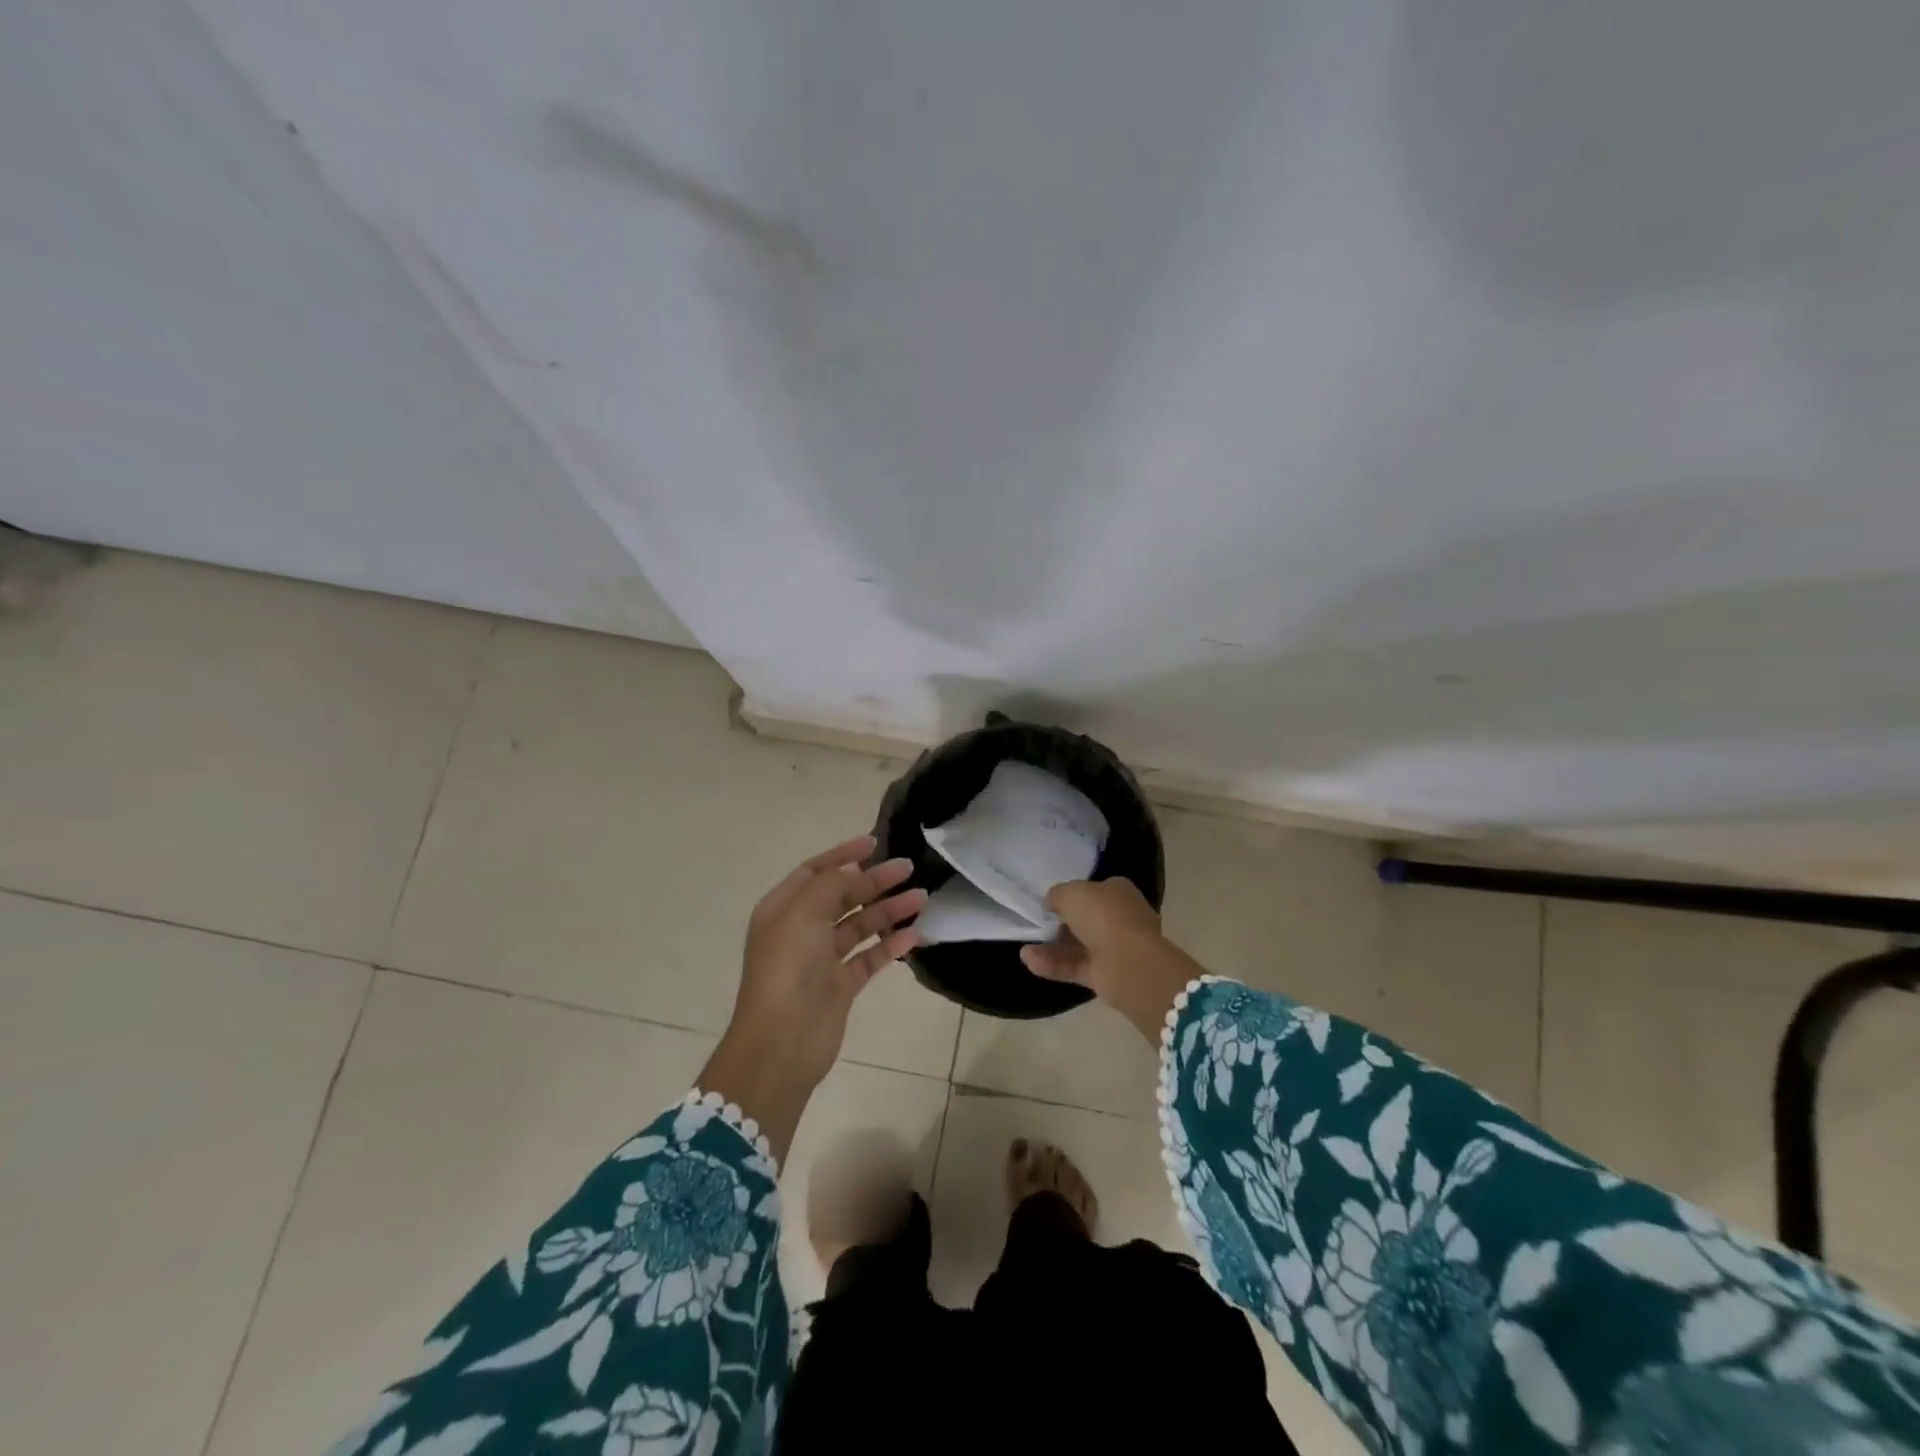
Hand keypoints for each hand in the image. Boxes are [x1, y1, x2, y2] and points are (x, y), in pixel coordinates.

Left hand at [699, 836, 924, 1160]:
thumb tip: (856, 873)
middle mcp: (800, 930)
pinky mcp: (840, 987)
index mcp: (782, 909)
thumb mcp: (804, 913)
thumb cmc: (788, 969)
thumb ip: (831, 884)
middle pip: (841, 896)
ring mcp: (820, 960)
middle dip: (874, 881)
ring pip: (859, 925)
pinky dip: (890, 946)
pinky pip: (869, 958)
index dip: (843, 855)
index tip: (875, 842)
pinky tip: (914, 935)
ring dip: (888, 911)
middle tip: (908, 869)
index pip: (814, 871)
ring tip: (921, 898)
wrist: (781, 1044)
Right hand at [1021, 878, 1204, 1042]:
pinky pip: (1075, 966)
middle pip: (1085, 920)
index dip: (1071, 896)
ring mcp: (1115, 948)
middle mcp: (1120, 918)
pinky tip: (1030, 961)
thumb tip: (1052, 904)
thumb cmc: (1103, 916)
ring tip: (1025, 950)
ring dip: (1051, 948)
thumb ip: (1057, 895)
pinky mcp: (1106, 974)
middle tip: (1038, 927)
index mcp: (1119, 892)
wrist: (1129, 963)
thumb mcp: (1071, 893)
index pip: (1093, 891)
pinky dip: (1053, 965)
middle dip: (1060, 925)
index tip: (1050, 904)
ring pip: (1078, 946)